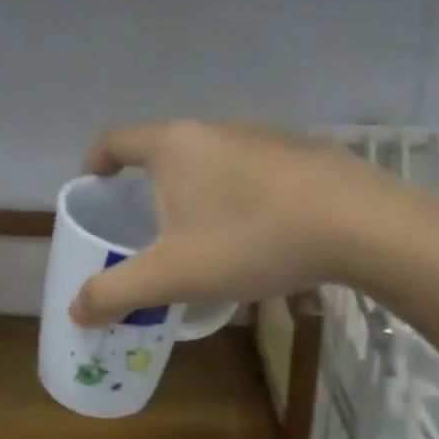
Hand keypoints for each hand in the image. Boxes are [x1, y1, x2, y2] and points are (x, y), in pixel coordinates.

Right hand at [68, 119, 438, 326]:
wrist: (362, 226)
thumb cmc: (251, 239)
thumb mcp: (173, 275)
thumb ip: (116, 292)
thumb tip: (75, 309)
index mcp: (175, 145)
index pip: (117, 139)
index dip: (96, 160)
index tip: (94, 185)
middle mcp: (216, 128)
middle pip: (166, 149)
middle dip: (150, 184)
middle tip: (147, 225)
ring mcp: (265, 136)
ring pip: (213, 160)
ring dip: (198, 191)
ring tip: (204, 236)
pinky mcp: (304, 153)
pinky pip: (254, 171)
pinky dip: (240, 195)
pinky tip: (258, 235)